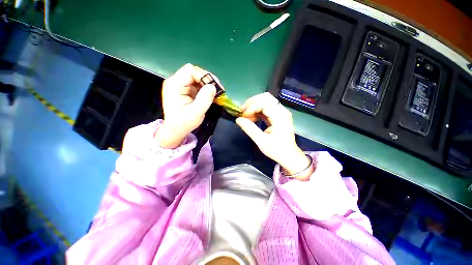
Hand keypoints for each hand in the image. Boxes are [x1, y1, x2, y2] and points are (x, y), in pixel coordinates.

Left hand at [156, 64, 220, 147]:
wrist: (176, 131)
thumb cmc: (183, 123)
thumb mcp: (196, 113)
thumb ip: (204, 99)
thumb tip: (213, 86)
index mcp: (174, 85)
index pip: (190, 71)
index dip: (204, 76)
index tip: (215, 87)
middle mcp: (176, 82)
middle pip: (194, 72)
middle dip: (208, 80)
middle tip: (218, 90)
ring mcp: (181, 86)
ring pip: (198, 78)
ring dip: (208, 85)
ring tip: (217, 94)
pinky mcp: (186, 91)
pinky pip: (198, 85)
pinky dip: (206, 89)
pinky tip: (212, 96)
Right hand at [236, 93, 313, 179]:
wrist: (289, 156)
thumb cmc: (277, 150)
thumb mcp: (261, 141)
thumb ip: (249, 129)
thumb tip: (238, 119)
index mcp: (280, 116)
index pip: (263, 103)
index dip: (251, 108)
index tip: (243, 117)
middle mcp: (282, 111)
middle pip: (265, 97)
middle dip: (252, 103)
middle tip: (242, 111)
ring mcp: (280, 113)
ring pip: (265, 101)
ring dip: (254, 106)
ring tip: (246, 116)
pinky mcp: (278, 116)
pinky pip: (266, 108)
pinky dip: (257, 111)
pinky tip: (252, 118)